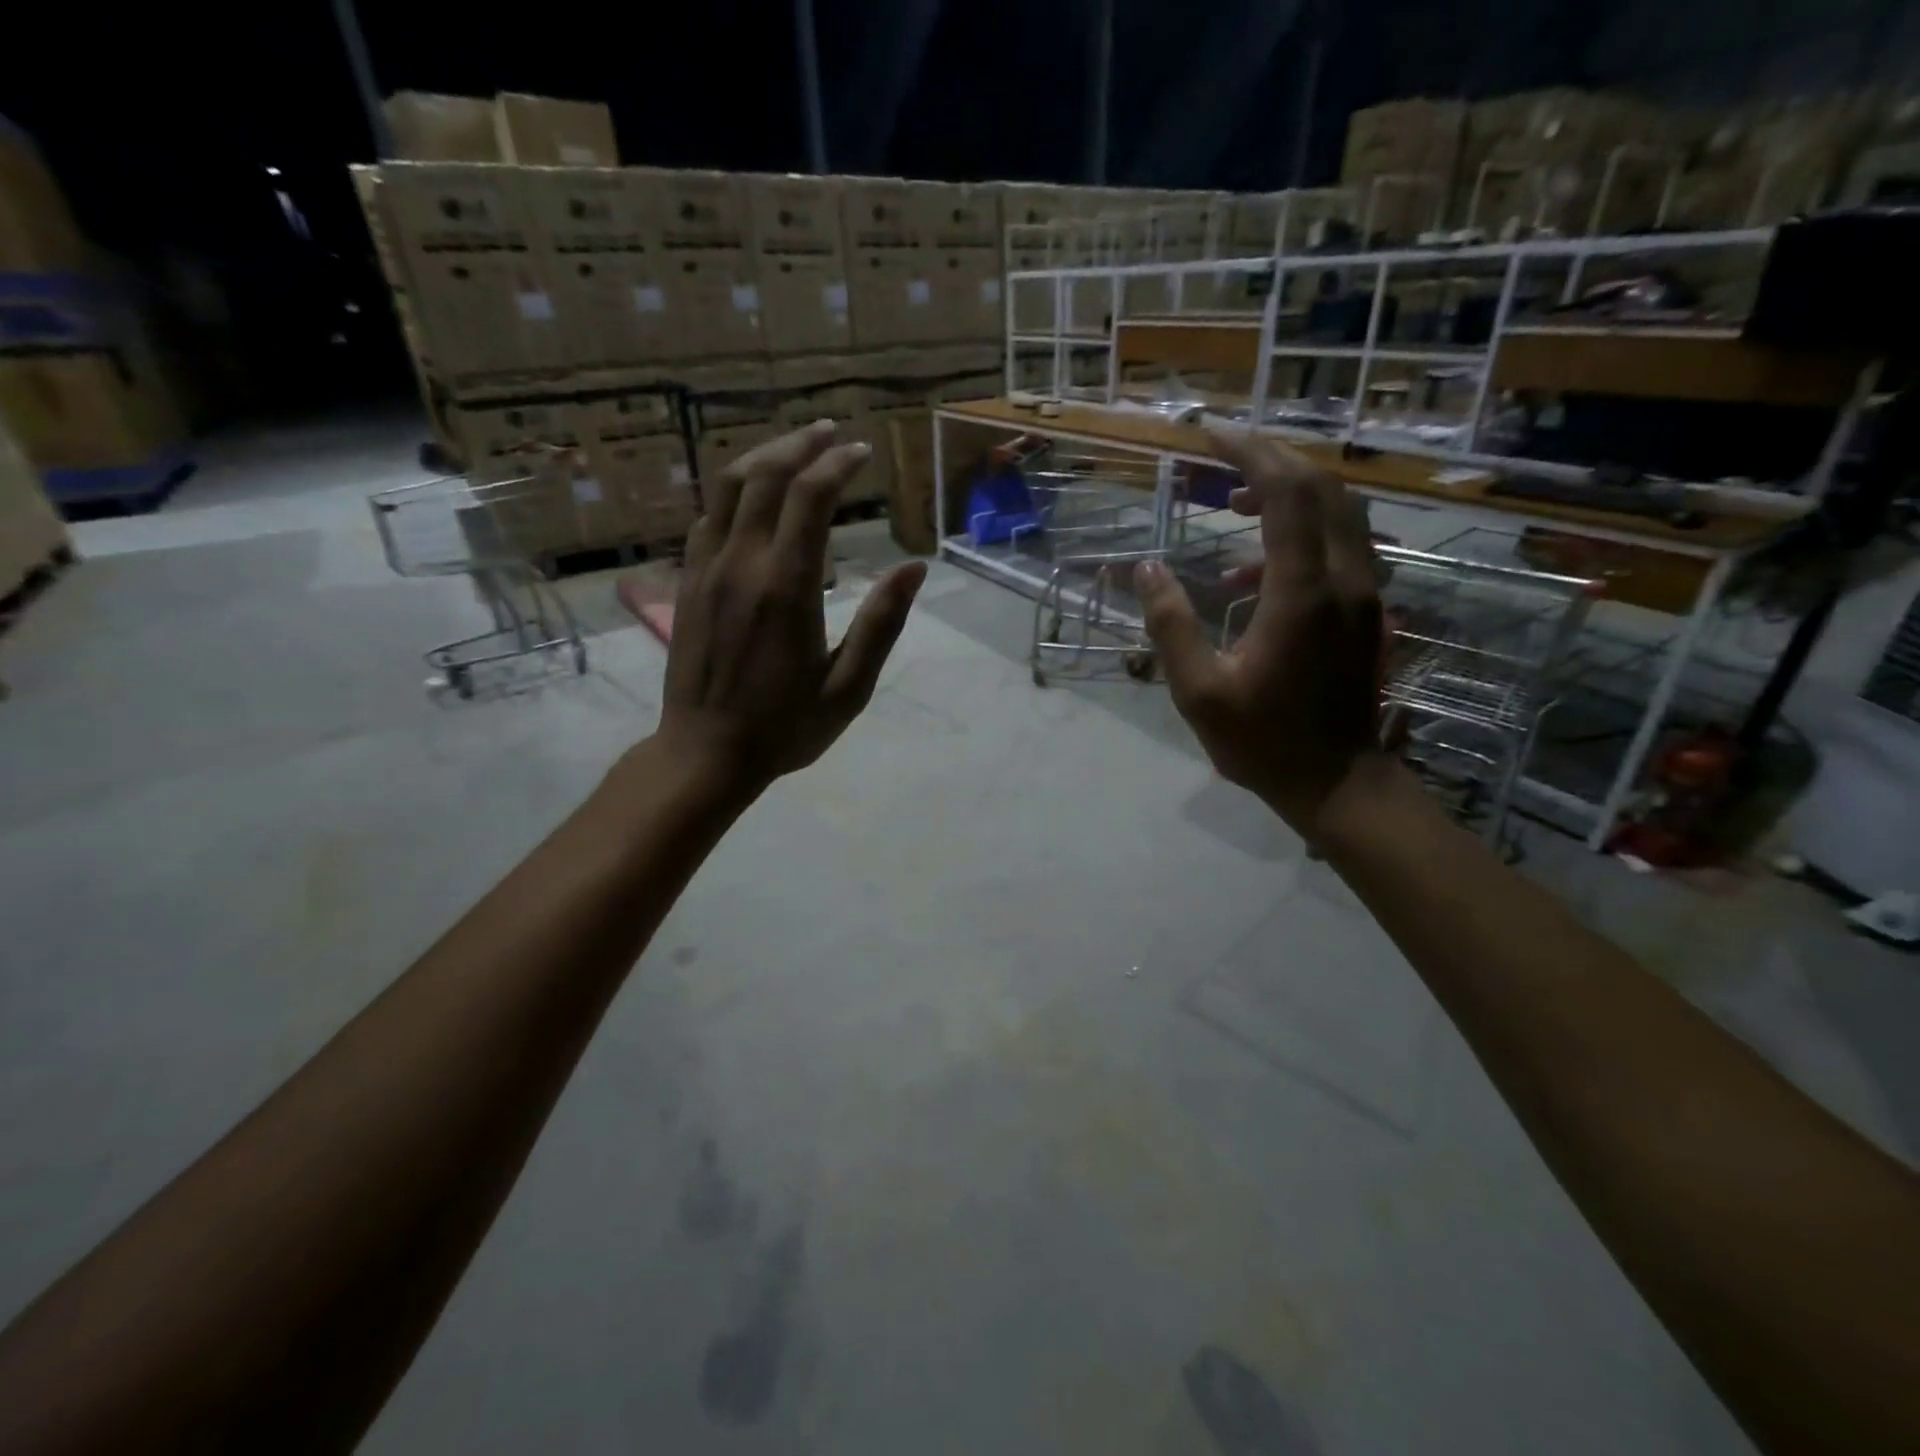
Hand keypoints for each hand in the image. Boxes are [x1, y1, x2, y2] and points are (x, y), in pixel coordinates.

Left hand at [656, 421, 925, 797]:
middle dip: (800, 446)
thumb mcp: (848, 688)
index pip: (809, 498)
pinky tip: (751, 495)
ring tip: (793, 448)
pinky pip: (707, 518)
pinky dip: (732, 492)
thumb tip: (915, 569)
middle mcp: (741, 564)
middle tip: (831, 434)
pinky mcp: (687, 583)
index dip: (837, 465)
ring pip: (728, 489)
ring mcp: (706, 570)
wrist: (704, 754)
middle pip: (765, 477)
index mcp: (786, 587)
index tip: (861, 452)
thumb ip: (882, 624)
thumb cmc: (784, 728)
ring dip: (762, 458)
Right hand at [1134, 428, 1385, 834]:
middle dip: (1271, 459)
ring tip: (1232, 503)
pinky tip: (1250, 574)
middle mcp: (1344, 578)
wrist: (1338, 783)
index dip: (1249, 453)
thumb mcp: (1199, 691)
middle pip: (1321, 487)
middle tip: (1220, 457)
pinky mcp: (1367, 610)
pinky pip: (1340, 546)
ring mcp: (1364, 593)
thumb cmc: (1263, 742)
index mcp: (1302, 592)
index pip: (1286, 492)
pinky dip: (1298, 535)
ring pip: (1339, 512)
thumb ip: (1170, 625)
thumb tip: (1146, 568)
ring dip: (1288, 492)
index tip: (1209, 435)